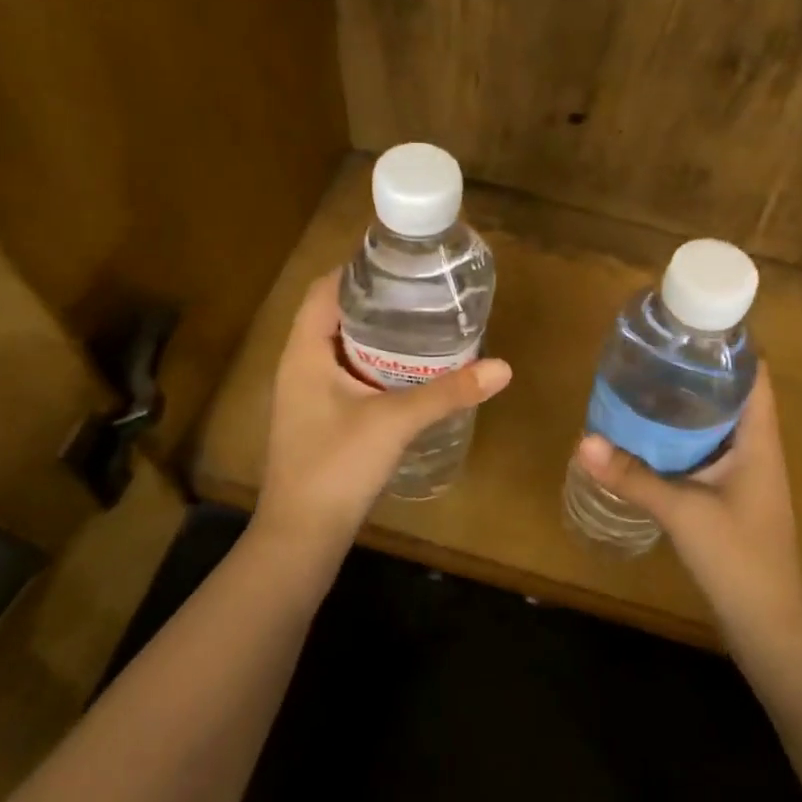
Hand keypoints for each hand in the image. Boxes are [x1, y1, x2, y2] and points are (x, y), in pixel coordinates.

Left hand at [253, 269, 511, 550]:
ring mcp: (306, 396)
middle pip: (334, 317)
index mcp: (304, 353)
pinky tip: (408, 376)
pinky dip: (374, 367)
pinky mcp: (318, 421)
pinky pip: (346, 377)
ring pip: (341, 349)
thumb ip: (447, 393)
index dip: (357, 272)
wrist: (301, 535)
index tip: (401, 265)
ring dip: (376, 338)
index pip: (323, 291)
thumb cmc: (337, 467)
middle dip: (376, 304)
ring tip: (422, 328)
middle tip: (423, 296)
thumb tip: (502, 368)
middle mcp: (299, 367)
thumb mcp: (395, 423)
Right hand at [575, 364, 801, 635]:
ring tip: (644, 384)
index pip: (754, 374)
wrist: (766, 620)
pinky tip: (649, 436)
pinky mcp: (731, 493)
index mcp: (759, 439)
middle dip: (695, 372)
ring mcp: (746, 472)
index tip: (687, 328)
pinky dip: (682, 437)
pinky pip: (707, 450)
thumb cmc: (737, 556)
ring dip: (687, 405)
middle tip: (651, 354)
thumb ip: (632, 476)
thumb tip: (583, 441)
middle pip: (731, 393)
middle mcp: (757, 447)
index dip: (728, 347)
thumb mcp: (681, 511)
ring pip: (717, 423)